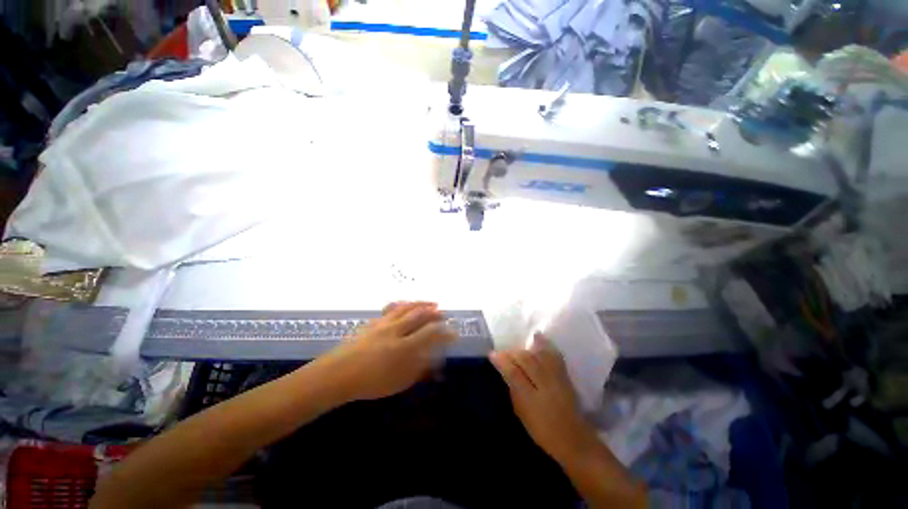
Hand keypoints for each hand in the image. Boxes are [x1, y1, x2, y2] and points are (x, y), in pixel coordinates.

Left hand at [320, 301, 456, 401]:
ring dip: (422, 304)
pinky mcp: (374, 322)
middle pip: (420, 315)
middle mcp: (397, 330)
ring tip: (432, 303)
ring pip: (407, 308)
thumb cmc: (370, 383)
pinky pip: (392, 308)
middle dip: (435, 313)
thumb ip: (419, 370)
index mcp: (404, 347)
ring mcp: (384, 324)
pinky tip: (407, 304)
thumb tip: (434, 362)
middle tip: (444, 314)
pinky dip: (404, 304)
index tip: (454, 333)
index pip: (431, 334)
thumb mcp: (399, 382)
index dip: (445, 332)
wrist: (337, 374)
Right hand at [490, 333, 597, 462]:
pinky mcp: (565, 376)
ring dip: (525, 348)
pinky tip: (538, 337)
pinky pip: (553, 355)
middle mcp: (544, 384)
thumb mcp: (523, 414)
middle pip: (525, 360)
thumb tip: (506, 373)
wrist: (574, 439)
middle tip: (502, 352)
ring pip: (538, 355)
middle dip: (512, 353)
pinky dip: (545, 345)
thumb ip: (514, 391)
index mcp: (531, 398)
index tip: (491, 353)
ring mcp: (556, 378)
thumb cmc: (543, 431)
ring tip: (517, 346)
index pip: (513, 372)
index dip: (502, 360)